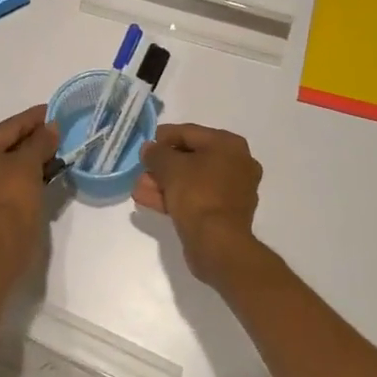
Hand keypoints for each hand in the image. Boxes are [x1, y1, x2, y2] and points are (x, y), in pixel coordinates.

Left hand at [0, 105, 58, 250]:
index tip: (55, 111)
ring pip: (10, 164)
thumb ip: (42, 141)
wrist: (1, 244)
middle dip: (35, 139)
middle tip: (60, 132)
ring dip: (34, 158)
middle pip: (8, 144)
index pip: (10, 126)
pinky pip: (11, 181)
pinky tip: (48, 173)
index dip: (34, 117)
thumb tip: (52, 126)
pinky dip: (28, 175)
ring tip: (59, 152)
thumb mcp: (30, 162)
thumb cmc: (12, 195)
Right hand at [134, 123, 264, 283]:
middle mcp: (237, 163)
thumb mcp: (170, 167)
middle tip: (141, 170)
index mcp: (229, 145)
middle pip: (191, 158)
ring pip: (192, 180)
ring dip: (164, 183)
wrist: (218, 243)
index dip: (164, 137)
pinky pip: (197, 198)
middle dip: (162, 166)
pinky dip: (175, 198)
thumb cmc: (197, 195)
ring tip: (139, 188)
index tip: (145, 146)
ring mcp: (233, 190)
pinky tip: (148, 200)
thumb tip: (149, 149)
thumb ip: (156, 153)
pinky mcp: (225, 213)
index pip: (190, 133)